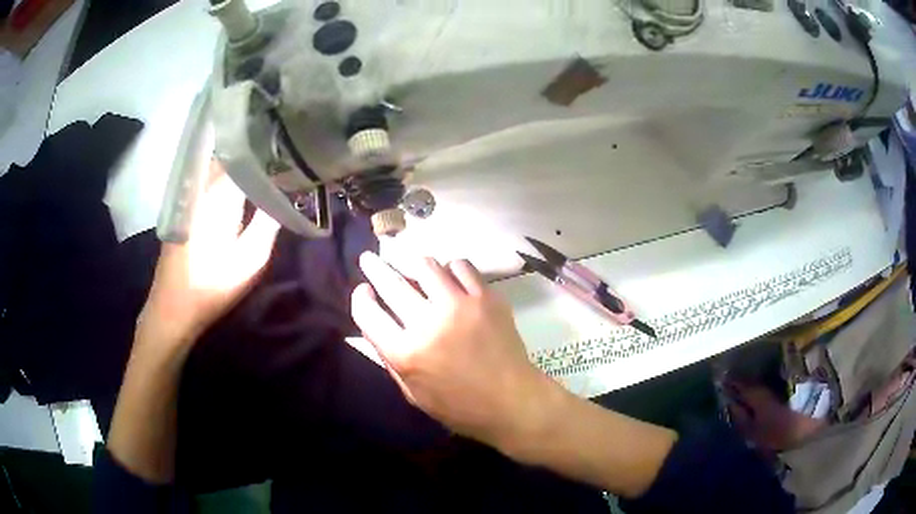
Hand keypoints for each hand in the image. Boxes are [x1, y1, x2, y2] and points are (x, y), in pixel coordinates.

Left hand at [138, 161, 279, 350]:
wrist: (173, 307)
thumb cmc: (212, 286)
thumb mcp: (250, 260)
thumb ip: (269, 222)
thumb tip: (286, 193)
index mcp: (220, 193)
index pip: (250, 154)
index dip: (272, 150)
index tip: (292, 152)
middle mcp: (204, 184)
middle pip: (233, 153)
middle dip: (257, 152)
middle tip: (282, 157)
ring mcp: (192, 194)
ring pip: (220, 163)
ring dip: (241, 162)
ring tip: (265, 166)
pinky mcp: (186, 205)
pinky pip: (210, 177)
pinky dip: (227, 174)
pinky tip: (239, 185)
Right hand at [351, 252, 555, 451]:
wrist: (513, 401)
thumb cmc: (460, 407)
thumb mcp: (413, 394)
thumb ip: (390, 358)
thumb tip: (376, 324)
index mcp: (406, 354)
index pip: (367, 313)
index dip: (360, 298)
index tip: (363, 291)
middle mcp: (428, 323)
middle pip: (390, 282)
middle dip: (374, 266)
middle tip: (370, 259)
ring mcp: (460, 306)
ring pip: (425, 265)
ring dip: (410, 262)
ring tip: (407, 263)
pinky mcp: (486, 297)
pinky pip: (460, 266)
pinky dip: (448, 268)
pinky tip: (447, 275)